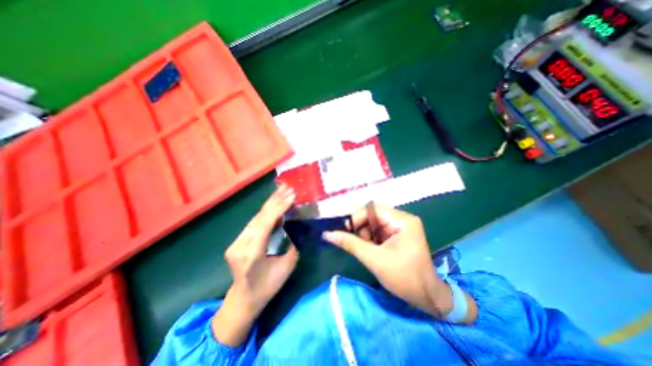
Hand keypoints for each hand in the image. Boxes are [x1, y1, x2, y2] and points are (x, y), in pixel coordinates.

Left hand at [212, 185, 297, 345]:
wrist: (243, 300)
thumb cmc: (267, 288)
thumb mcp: (286, 268)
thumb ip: (292, 246)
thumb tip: (297, 226)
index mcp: (251, 254)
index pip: (265, 224)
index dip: (279, 208)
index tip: (292, 196)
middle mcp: (240, 245)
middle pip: (259, 217)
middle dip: (275, 200)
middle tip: (288, 187)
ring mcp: (235, 242)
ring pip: (256, 217)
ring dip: (271, 203)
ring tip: (282, 190)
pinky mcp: (237, 240)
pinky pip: (254, 222)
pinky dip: (266, 211)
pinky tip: (274, 203)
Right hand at [323, 206, 454, 319]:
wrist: (427, 298)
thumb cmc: (404, 278)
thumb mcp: (374, 259)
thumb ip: (350, 244)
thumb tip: (327, 234)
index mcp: (403, 220)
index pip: (373, 210)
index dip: (356, 218)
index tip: (343, 230)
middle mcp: (402, 219)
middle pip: (373, 215)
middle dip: (360, 228)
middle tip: (351, 241)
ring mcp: (400, 227)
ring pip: (373, 224)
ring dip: (364, 235)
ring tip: (364, 249)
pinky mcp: (397, 235)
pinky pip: (378, 231)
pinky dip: (369, 239)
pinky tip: (369, 250)